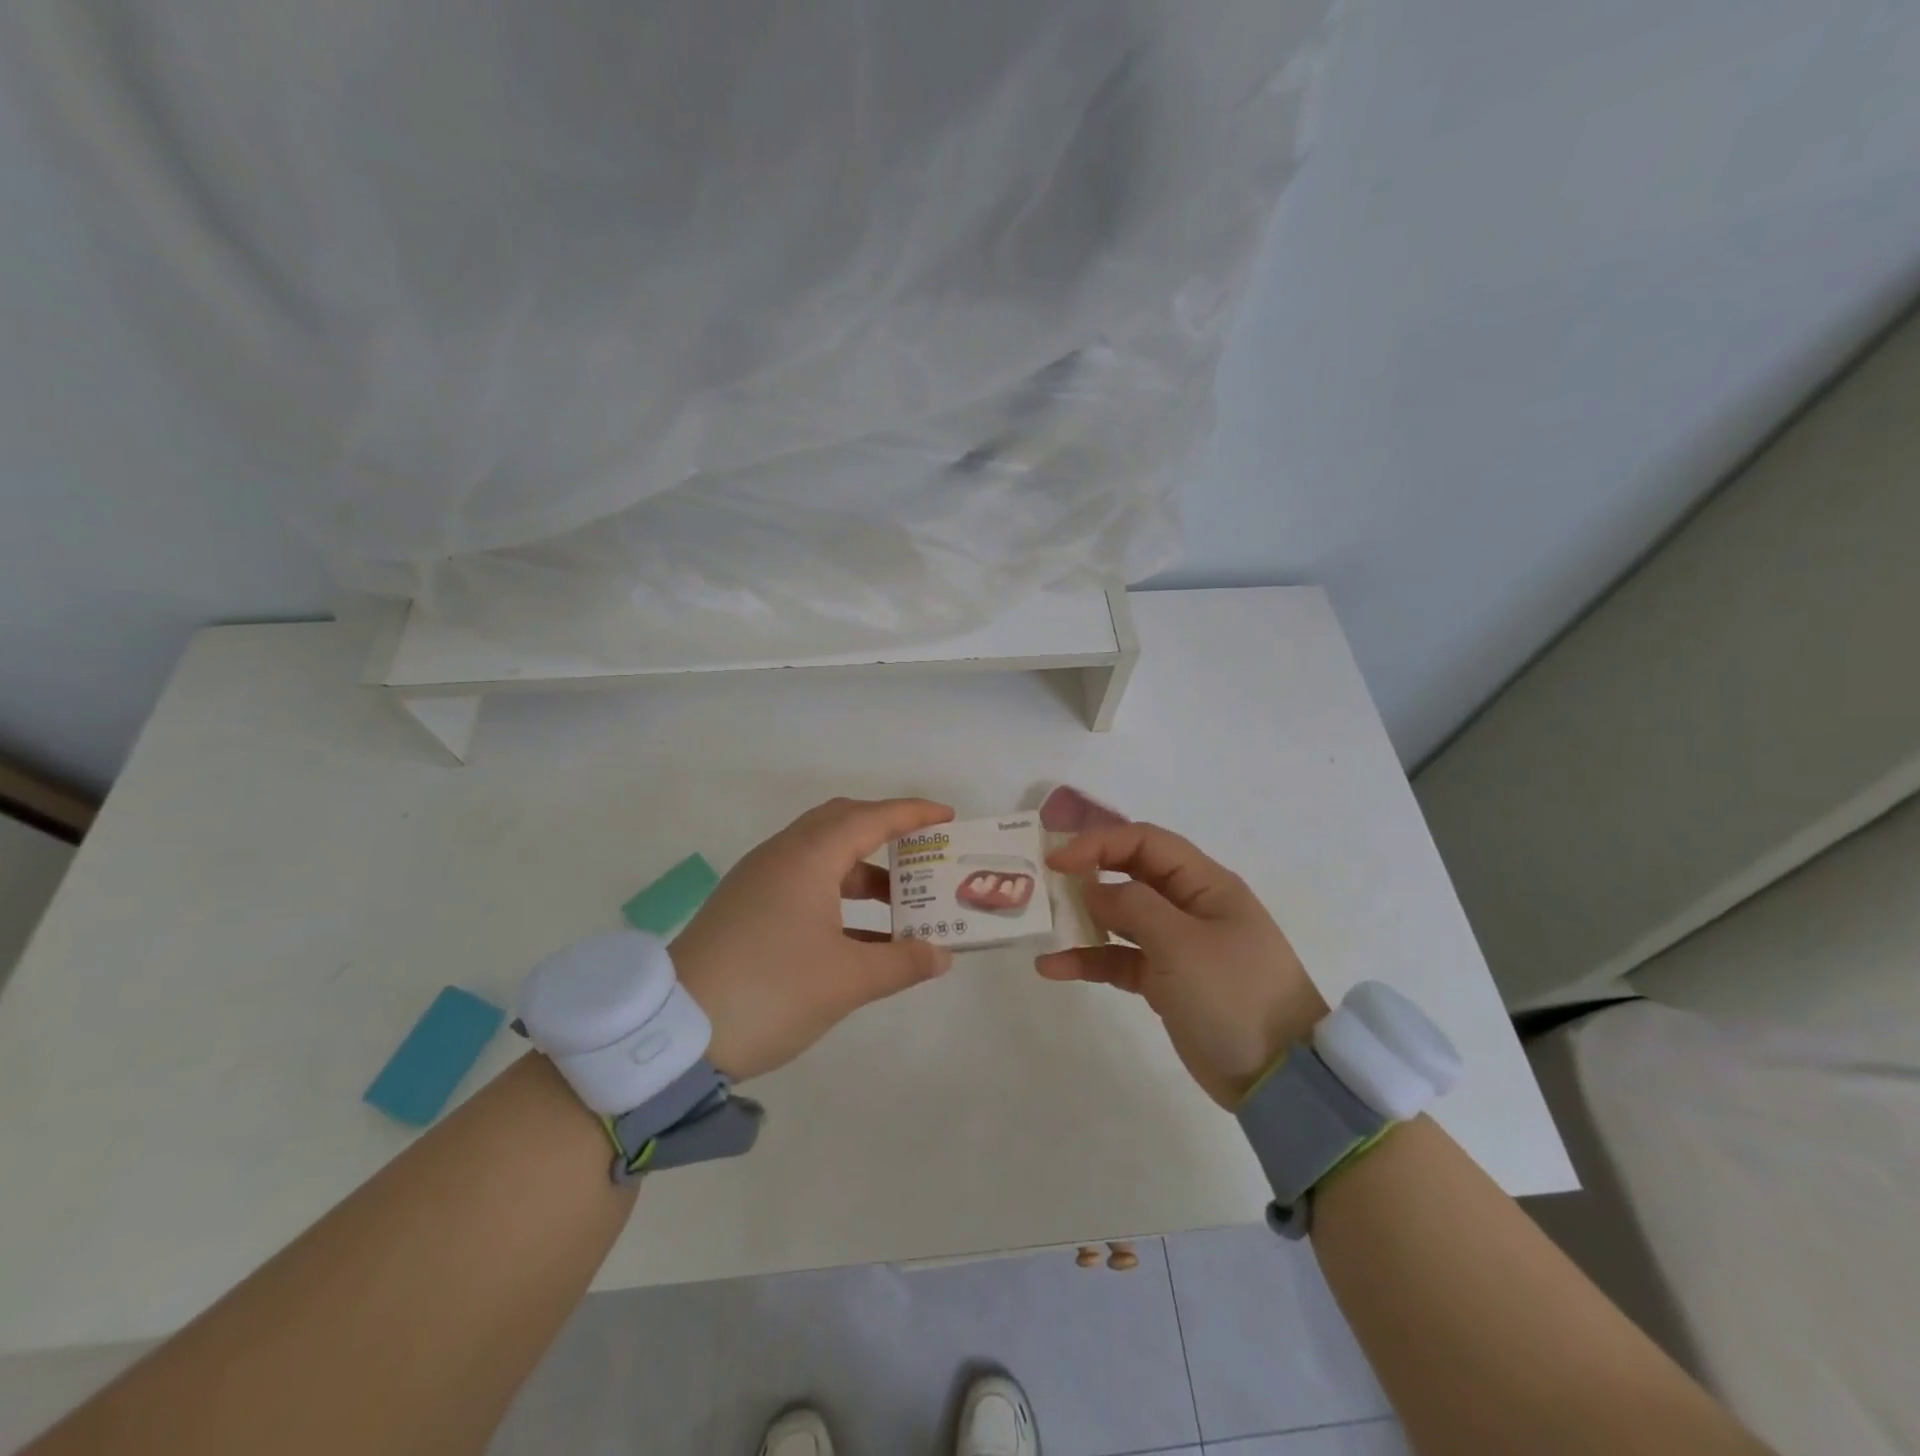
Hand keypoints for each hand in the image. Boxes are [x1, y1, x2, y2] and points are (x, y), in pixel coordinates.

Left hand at [673, 797, 955, 1081]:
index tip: (948, 817)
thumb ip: (902, 963)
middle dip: (885, 832)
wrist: (673, 1033)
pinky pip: (803, 880)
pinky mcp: (745, 906)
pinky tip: (860, 933)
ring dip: (862, 870)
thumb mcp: (846, 980)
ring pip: (821, 854)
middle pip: (842, 823)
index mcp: (808, 857)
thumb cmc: (771, 991)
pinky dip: (837, 893)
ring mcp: (758, 880)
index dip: (913, 815)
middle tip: (922, 851)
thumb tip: (942, 955)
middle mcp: (782, 855)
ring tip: (899, 900)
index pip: (871, 819)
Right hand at [1038, 821, 1328, 1107]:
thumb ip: (1133, 907)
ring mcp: (1177, 945)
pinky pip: (1120, 959)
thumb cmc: (1234, 995)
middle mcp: (1190, 906)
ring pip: (1121, 918)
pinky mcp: (1166, 982)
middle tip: (1043, 883)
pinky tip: (1053, 967)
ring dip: (1083, 919)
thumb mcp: (1182, 945)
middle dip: (1088, 875)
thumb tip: (1092, 889)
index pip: (1145, 843)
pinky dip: (1090, 960)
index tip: (1058, 862)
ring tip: (1043, 924)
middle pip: (1131, 874)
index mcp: (1205, 884)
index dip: (1100, 843)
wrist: (1280, 1078)